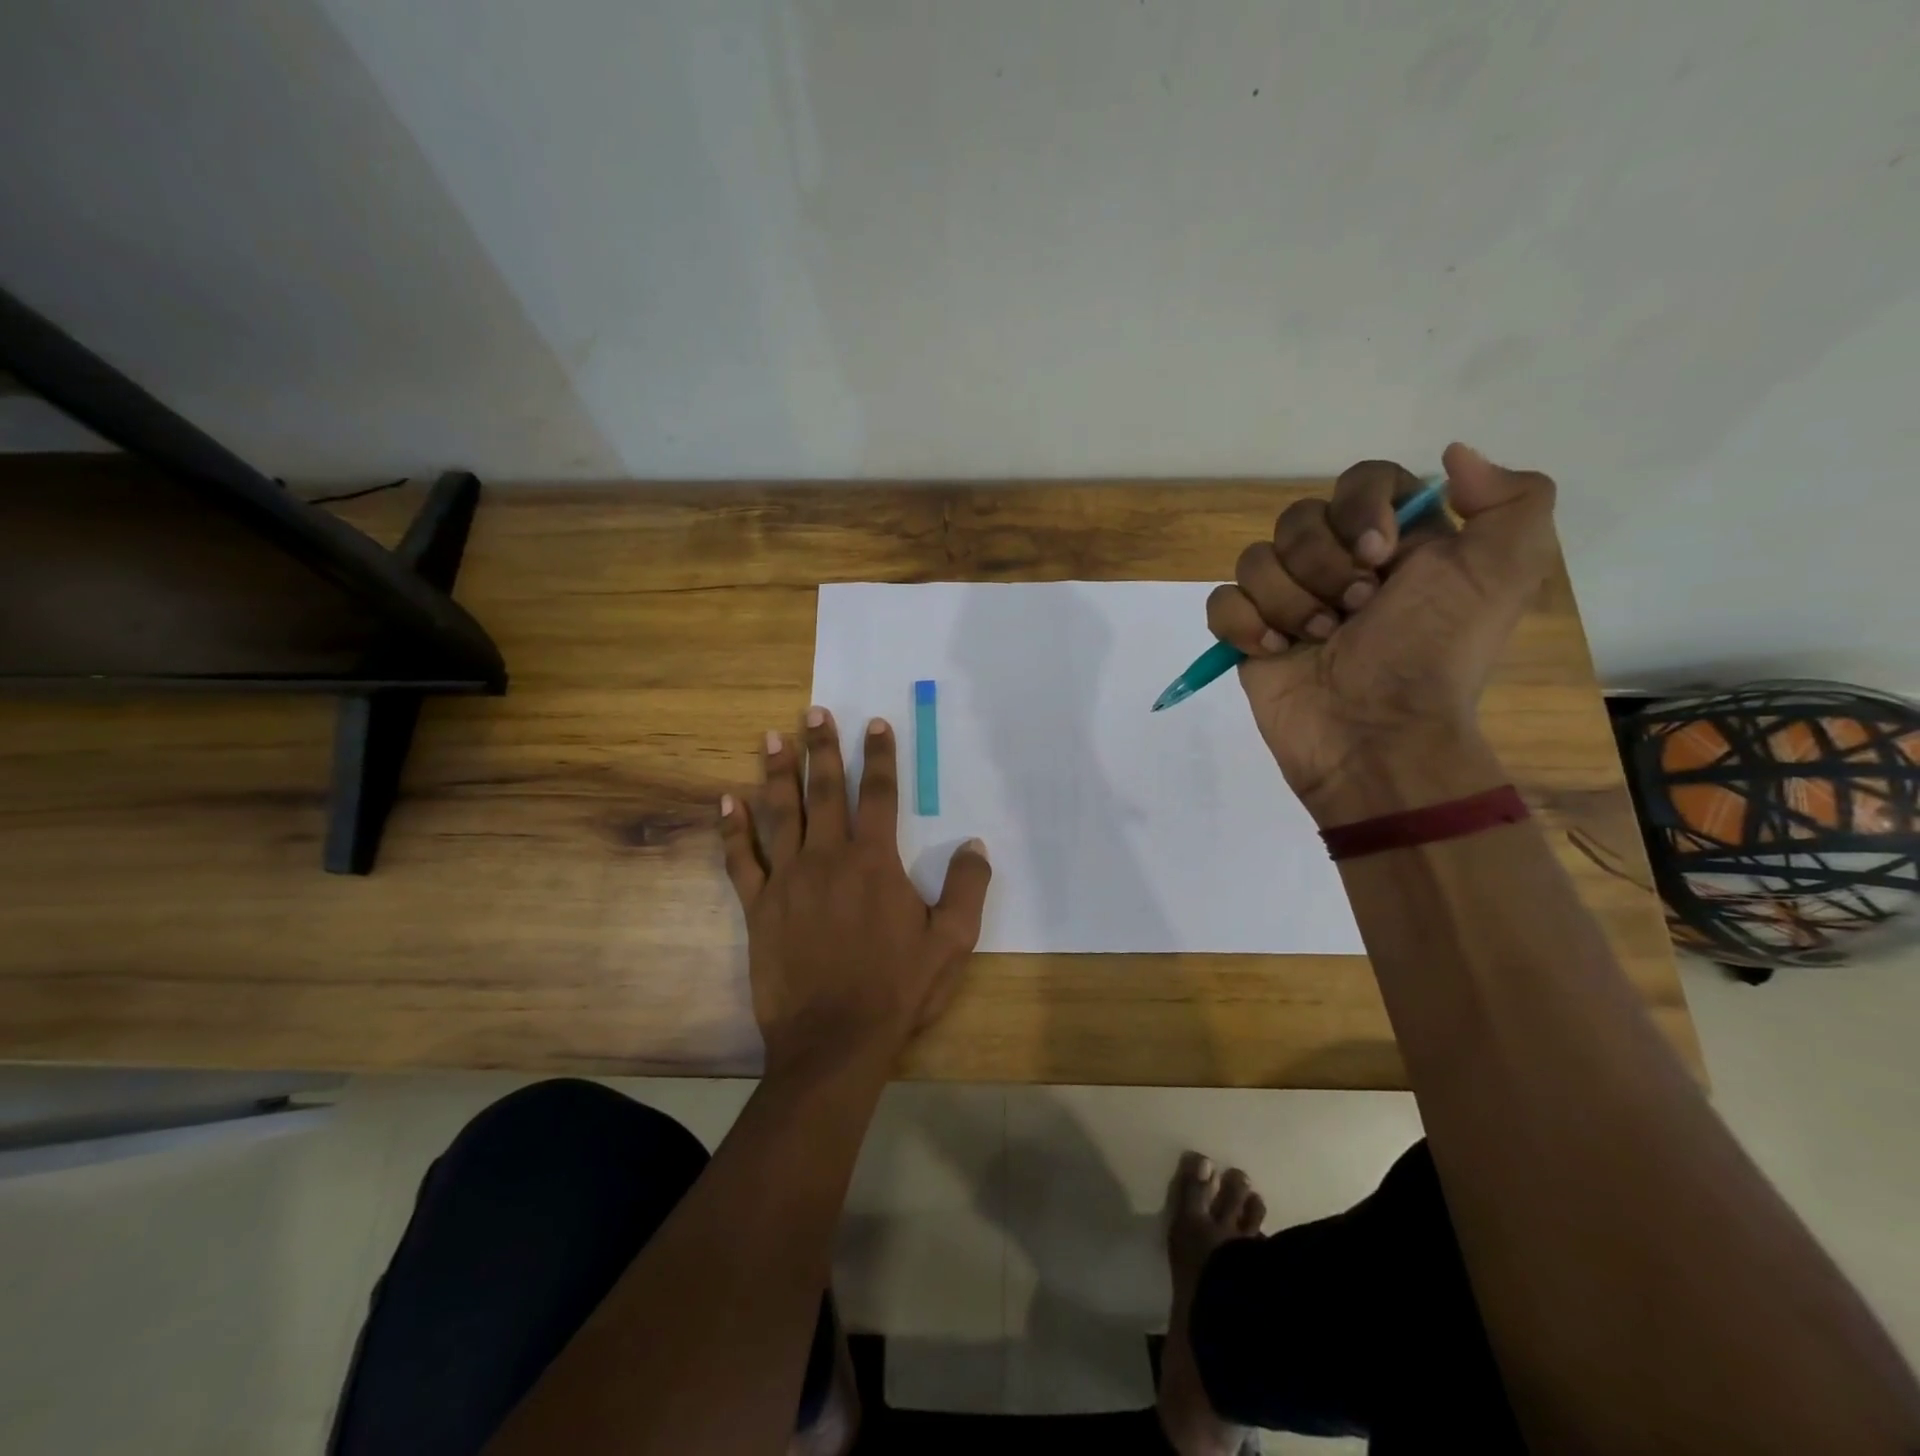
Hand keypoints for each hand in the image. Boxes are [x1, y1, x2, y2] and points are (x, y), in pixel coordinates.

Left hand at [719, 707, 992, 1077]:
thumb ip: (966, 888)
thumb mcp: (951, 942)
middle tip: (814, 713)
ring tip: (772, 738)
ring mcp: (788, 880)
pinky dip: (732, 830)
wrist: (834, 1041)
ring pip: (780, 813)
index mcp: (875, 862)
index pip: (879, 794)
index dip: (880, 756)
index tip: (875, 723)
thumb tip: (974, 845)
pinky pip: (741, 860)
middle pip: (825, 791)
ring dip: (777, 773)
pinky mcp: (759, 908)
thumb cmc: (897, 989)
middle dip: (822, 748)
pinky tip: (726, 802)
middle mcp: (828, 858)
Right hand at [1206, 443, 1557, 821]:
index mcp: (1398, 543)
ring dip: (1290, 602)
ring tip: (1320, 640)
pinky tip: (1272, 651)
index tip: (1380, 554)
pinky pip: (1222, 601)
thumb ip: (1510, 498)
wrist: (1376, 734)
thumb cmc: (1432, 653)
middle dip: (1323, 566)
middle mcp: (1340, 564)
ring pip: (1255, 559)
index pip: (1361, 481)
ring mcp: (1288, 601)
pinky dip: (1243, 624)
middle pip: (1298, 518)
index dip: (1360, 508)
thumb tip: (1453, 454)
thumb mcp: (1505, 572)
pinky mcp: (1249, 636)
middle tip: (1356, 611)